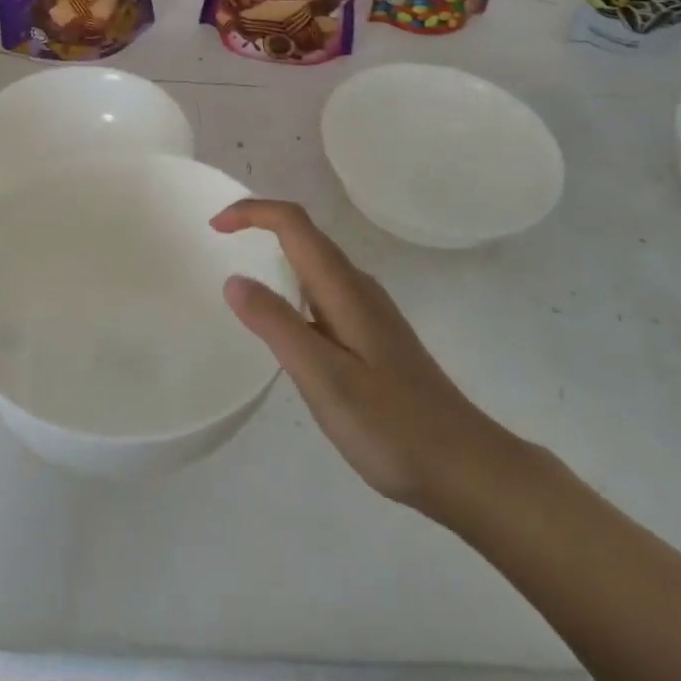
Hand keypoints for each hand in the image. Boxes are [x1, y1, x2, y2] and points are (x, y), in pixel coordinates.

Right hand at [212, 199, 514, 515]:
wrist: (466, 467)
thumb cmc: (391, 426)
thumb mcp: (323, 378)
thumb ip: (277, 326)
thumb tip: (234, 279)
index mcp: (344, 288)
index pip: (294, 223)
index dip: (252, 213)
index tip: (214, 228)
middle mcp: (358, 287)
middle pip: (305, 235)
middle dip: (260, 227)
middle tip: (219, 246)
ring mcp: (371, 311)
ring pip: (317, 264)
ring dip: (277, 256)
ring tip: (242, 282)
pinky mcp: (375, 336)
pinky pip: (325, 292)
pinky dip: (294, 287)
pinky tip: (286, 326)